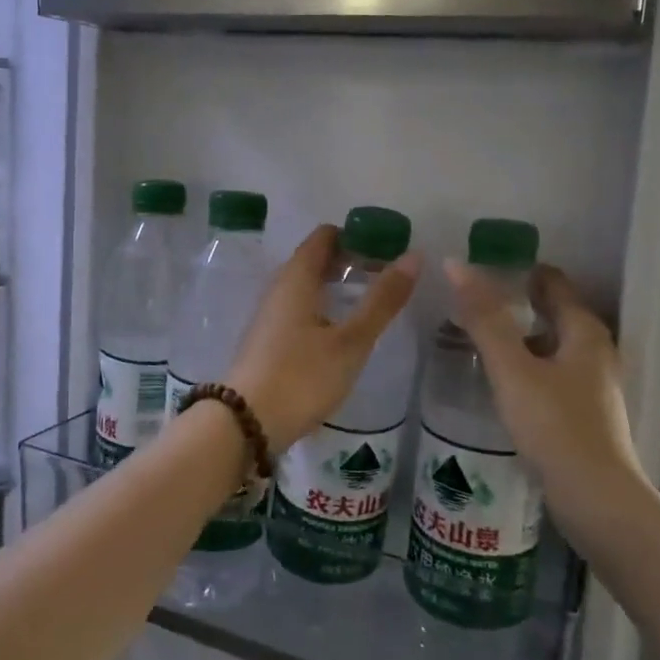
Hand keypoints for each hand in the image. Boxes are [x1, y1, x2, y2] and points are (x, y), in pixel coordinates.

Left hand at [226, 225, 420, 451]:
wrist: (246, 423)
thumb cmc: (302, 376)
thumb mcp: (351, 341)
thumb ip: (382, 300)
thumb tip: (413, 256)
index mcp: (296, 278)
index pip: (324, 236)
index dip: (355, 236)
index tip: (386, 249)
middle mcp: (278, 288)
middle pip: (314, 260)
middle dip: (349, 262)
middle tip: (386, 277)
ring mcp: (269, 315)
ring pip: (306, 286)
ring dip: (336, 287)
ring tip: (369, 303)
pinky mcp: (267, 340)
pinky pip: (298, 309)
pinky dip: (323, 308)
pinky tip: (340, 332)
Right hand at [445, 260, 637, 489]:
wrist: (596, 500)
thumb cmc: (555, 426)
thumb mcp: (512, 369)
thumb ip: (484, 318)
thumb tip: (456, 264)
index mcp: (584, 330)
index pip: (552, 281)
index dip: (518, 269)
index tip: (480, 266)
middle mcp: (595, 350)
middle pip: (553, 311)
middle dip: (516, 302)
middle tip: (470, 300)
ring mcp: (592, 384)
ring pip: (551, 344)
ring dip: (519, 336)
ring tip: (477, 336)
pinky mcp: (584, 412)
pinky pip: (551, 373)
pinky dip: (526, 365)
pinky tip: (500, 379)